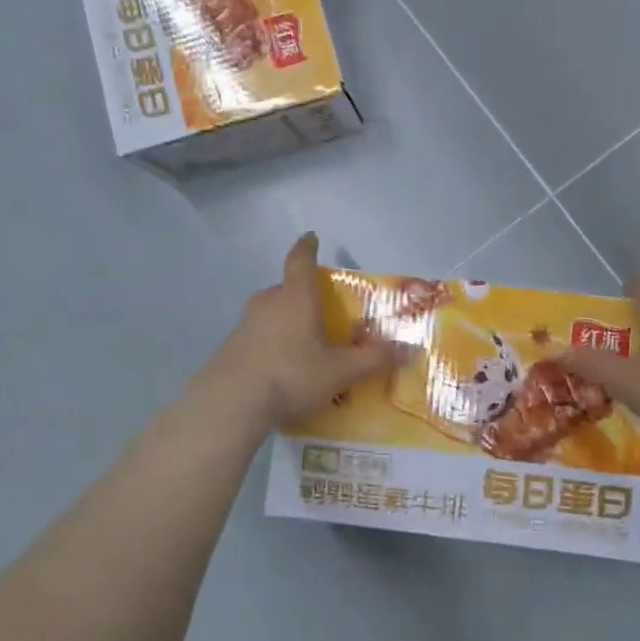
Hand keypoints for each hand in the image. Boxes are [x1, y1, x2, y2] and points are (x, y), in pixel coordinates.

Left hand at [206, 234, 397, 427]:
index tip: (311, 237)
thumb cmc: (291, 374)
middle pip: (285, 289)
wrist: (230, 403)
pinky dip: (270, 344)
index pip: (301, 261)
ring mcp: (245, 325)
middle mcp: (268, 303)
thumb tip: (409, 350)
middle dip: (301, 294)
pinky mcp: (230, 348)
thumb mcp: (340, 371)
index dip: (307, 247)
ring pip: (270, 313)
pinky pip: (257, 336)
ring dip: (285, 321)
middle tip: (318, 310)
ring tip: (302, 344)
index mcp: (296, 298)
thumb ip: (373, 359)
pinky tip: (280, 369)